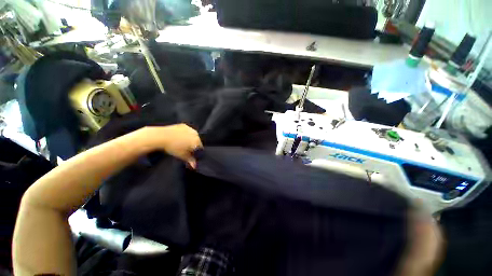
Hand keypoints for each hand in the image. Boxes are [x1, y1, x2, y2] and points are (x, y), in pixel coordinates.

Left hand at [144, 124, 202, 167]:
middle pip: (197, 141)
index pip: (200, 148)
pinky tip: (179, 136)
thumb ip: (190, 160)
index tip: (192, 154)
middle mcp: (196, 134)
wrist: (161, 136)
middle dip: (193, 145)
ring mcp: (190, 128)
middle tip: (186, 148)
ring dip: (190, 139)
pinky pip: (188, 131)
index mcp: (197, 141)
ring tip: (182, 142)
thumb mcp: (182, 155)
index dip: (196, 151)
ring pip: (193, 135)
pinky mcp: (184, 125)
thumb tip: (195, 166)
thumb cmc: (173, 147)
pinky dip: (185, 133)